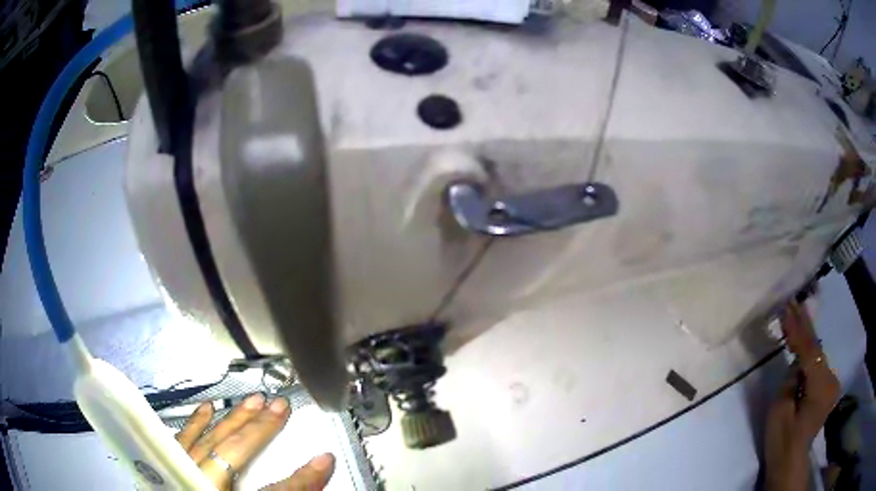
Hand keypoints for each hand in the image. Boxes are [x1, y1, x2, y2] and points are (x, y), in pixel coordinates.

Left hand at [176, 393, 335, 489]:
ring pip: (209, 439)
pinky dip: (196, 423)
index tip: (324, 459)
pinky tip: (206, 408)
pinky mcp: (166, 464)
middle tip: (279, 404)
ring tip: (251, 400)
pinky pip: (181, 439)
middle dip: (260, 429)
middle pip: (234, 452)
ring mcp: (179, 469)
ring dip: (232, 419)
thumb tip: (311, 475)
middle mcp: (199, 480)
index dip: (300, 478)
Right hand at [765, 301, 839, 490]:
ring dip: (806, 337)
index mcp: (820, 387)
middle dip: (804, 326)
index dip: (797, 330)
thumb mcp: (780, 411)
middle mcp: (831, 379)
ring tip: (796, 313)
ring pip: (818, 354)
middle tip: (792, 301)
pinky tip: (803, 339)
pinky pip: (818, 364)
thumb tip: (796, 362)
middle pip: (816, 349)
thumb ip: (790, 380)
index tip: (786, 307)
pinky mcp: (827, 387)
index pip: (809, 351)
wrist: (790, 461)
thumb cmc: (782, 440)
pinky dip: (809, 352)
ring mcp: (831, 383)